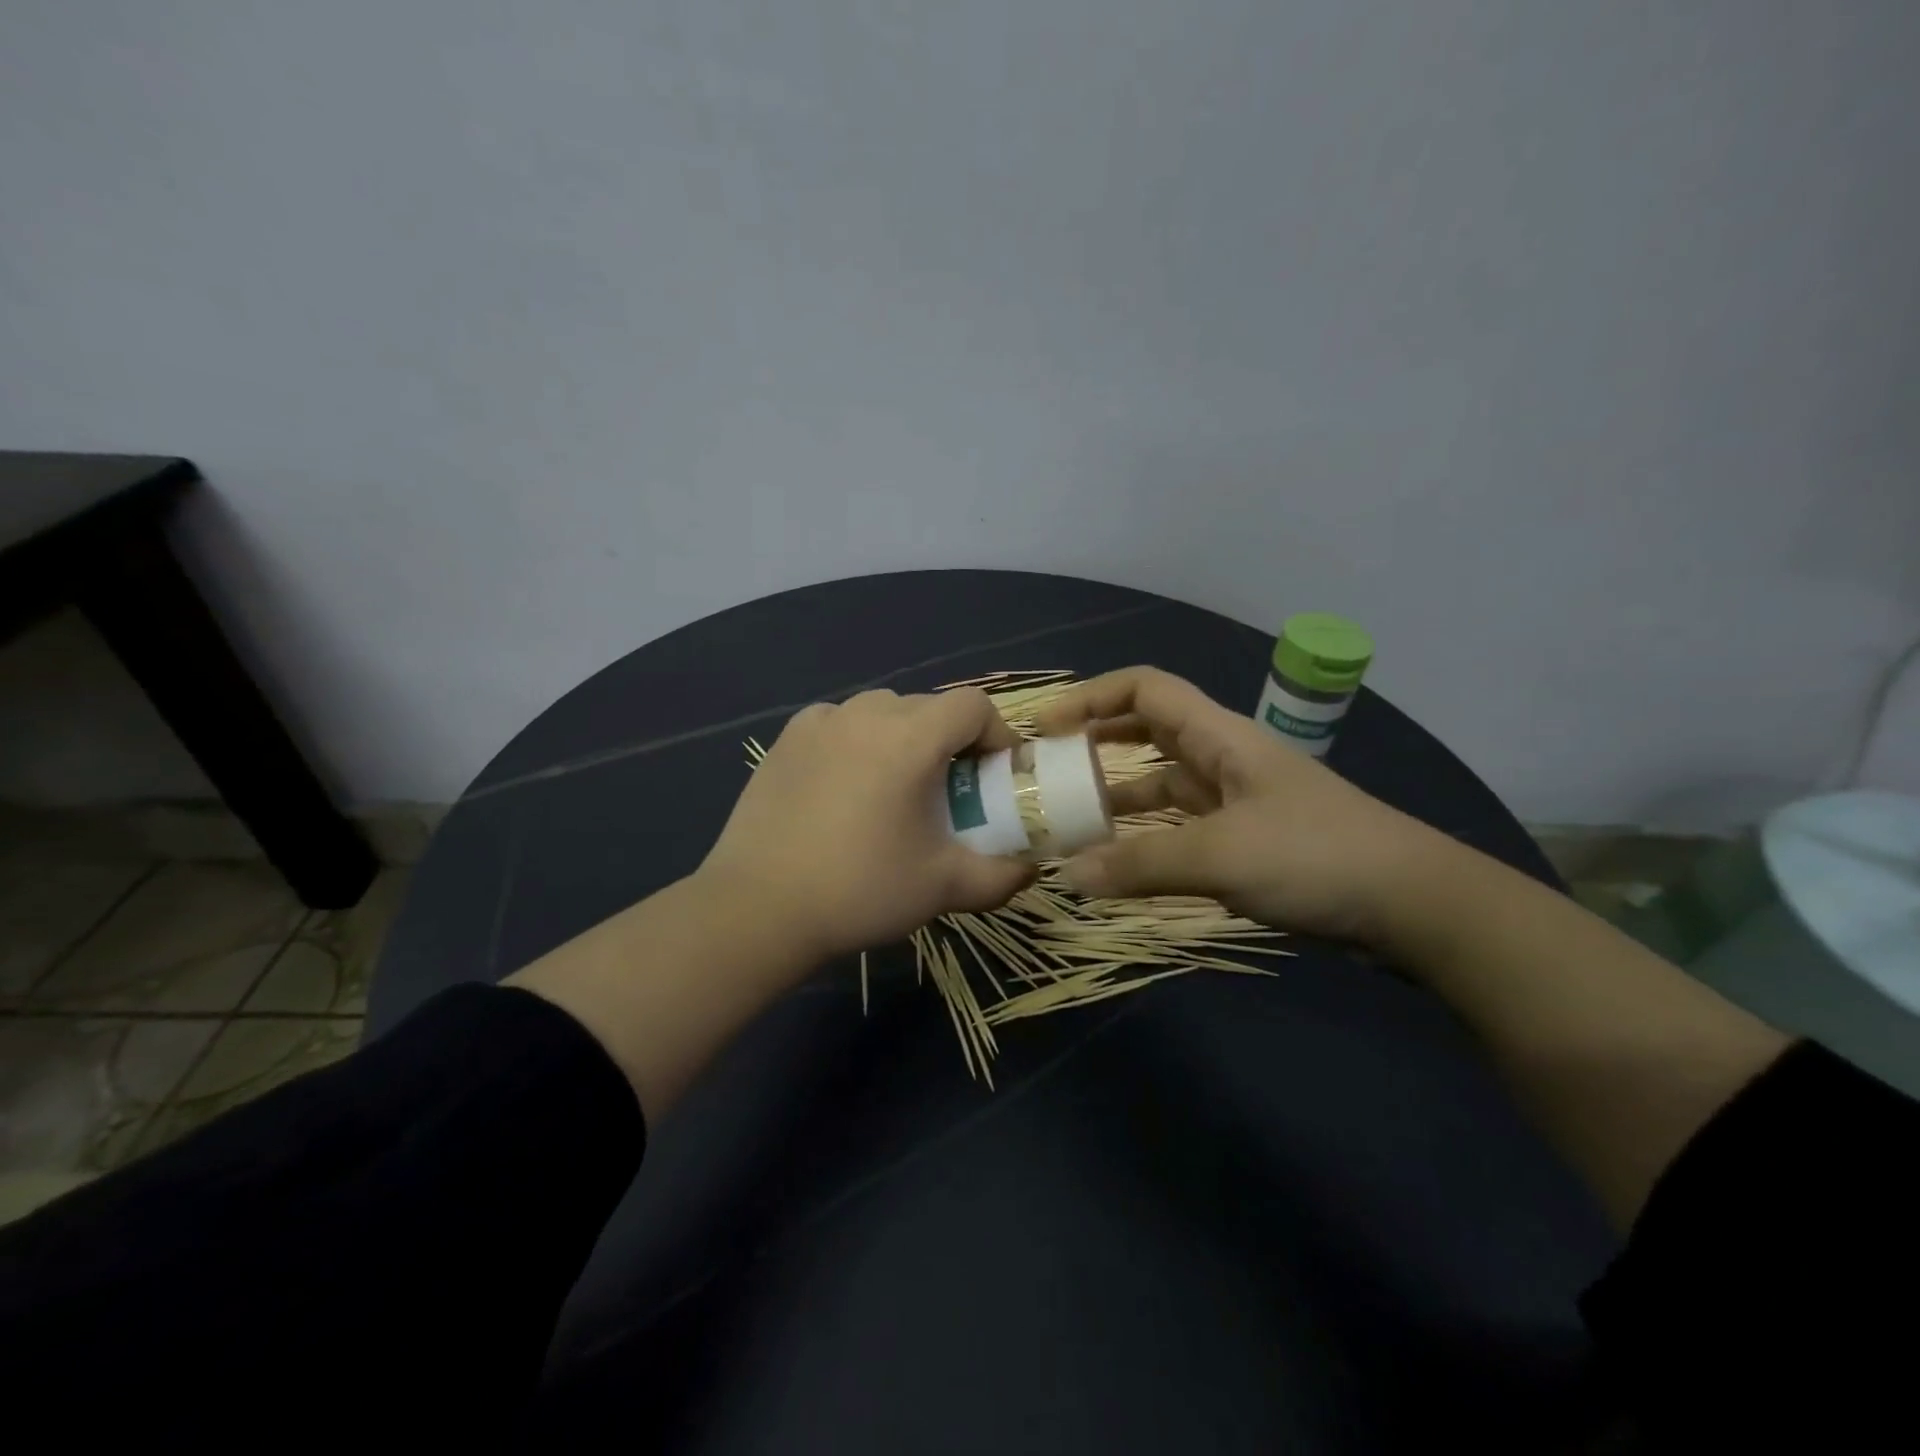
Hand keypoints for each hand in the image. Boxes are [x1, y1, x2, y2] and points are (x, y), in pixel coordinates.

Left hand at [697, 688, 1035, 961]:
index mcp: (910, 737)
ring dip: (904, 738)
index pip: (973, 706)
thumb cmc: (861, 891)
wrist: (758, 908)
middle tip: (949, 791)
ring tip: (896, 788)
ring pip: (882, 711)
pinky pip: (839, 724)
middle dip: (951, 742)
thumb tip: (1031, 868)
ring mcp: (819, 722)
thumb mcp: (945, 887)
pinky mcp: (785, 739)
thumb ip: (1002, 875)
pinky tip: (846, 787)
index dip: (996, 735)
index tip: (995, 776)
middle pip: (929, 708)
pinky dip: (857, 742)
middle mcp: (865, 713)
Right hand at [1033, 667, 1459, 946]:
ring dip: (1118, 798)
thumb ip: (1139, 865)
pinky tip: (1120, 863)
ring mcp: (1235, 801)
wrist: (1413, 905)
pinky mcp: (1246, 841)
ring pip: (1161, 785)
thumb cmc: (1315, 856)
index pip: (1145, 690)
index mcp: (1219, 737)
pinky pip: (1179, 827)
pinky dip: (1146, 839)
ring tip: (1071, 822)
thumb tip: (1066, 876)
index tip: (1046, 727)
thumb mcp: (1220, 856)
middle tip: (1049, 772)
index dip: (1092, 697)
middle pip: (1147, 733)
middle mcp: (1223, 758)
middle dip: (1096, 744)